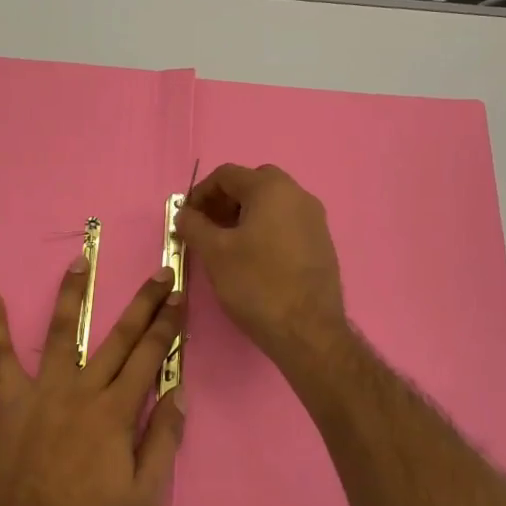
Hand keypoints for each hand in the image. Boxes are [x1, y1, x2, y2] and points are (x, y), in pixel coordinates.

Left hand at [0, 259, 186, 505]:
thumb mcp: (143, 499)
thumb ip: (163, 442)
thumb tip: (179, 394)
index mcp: (116, 412)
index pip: (151, 357)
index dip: (169, 325)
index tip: (180, 297)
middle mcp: (82, 390)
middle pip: (119, 337)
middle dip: (144, 303)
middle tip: (160, 272)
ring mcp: (43, 392)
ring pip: (60, 332)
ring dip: (72, 293)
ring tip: (80, 260)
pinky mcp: (10, 402)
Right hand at [176, 163, 349, 370]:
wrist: (308, 331)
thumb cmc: (257, 284)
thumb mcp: (214, 253)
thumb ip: (194, 226)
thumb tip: (184, 214)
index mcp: (272, 189)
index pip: (227, 175)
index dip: (200, 193)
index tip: (186, 218)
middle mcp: (298, 195)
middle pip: (252, 184)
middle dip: (224, 201)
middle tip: (207, 227)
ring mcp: (314, 219)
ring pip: (271, 204)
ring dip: (244, 215)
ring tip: (226, 245)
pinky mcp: (321, 243)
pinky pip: (287, 223)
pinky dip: (265, 230)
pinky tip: (253, 258)